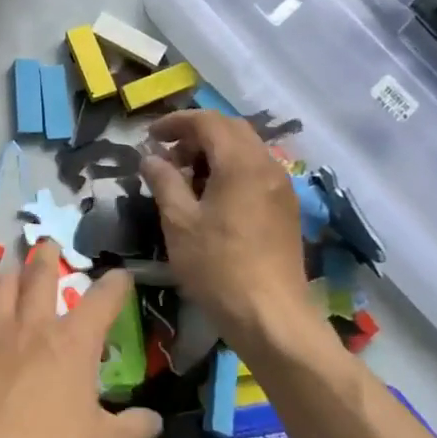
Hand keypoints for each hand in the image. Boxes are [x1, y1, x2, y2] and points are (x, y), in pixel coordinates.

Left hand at [0, 242, 161, 437]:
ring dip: (7, 277)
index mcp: (73, 343)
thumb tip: (153, 419)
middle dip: (47, 256)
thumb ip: (135, 430)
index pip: (103, 299)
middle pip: (39, 275)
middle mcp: (32, 327)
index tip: (121, 275)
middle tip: (48, 245)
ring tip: (9, 272)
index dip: (116, 283)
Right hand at [139, 110, 330, 363]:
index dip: (176, 122)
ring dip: (214, 152)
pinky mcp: (286, 209)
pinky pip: (256, 172)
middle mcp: (267, 166)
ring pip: (246, 150)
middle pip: (231, 130)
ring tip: (185, 178)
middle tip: (167, 155)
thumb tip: (151, 157)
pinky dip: (230, 170)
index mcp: (241, 163)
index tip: (150, 136)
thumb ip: (164, 181)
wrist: (271, 316)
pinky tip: (211, 198)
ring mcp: (281, 188)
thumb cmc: (218, 267)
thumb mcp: (179, 222)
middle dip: (196, 134)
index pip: (208, 121)